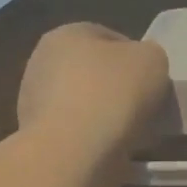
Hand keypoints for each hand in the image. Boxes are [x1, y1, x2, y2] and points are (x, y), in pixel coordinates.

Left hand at [17, 24, 170, 151]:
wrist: (74, 152)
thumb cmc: (113, 92)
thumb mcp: (153, 59)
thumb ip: (149, 55)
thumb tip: (140, 67)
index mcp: (66, 34)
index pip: (110, 38)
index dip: (137, 57)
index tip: (152, 79)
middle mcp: (42, 62)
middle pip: (94, 71)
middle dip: (118, 87)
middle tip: (145, 104)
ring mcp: (34, 101)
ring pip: (85, 103)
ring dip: (106, 114)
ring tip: (132, 131)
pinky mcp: (36, 137)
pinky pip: (76, 131)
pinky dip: (94, 138)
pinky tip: (113, 148)